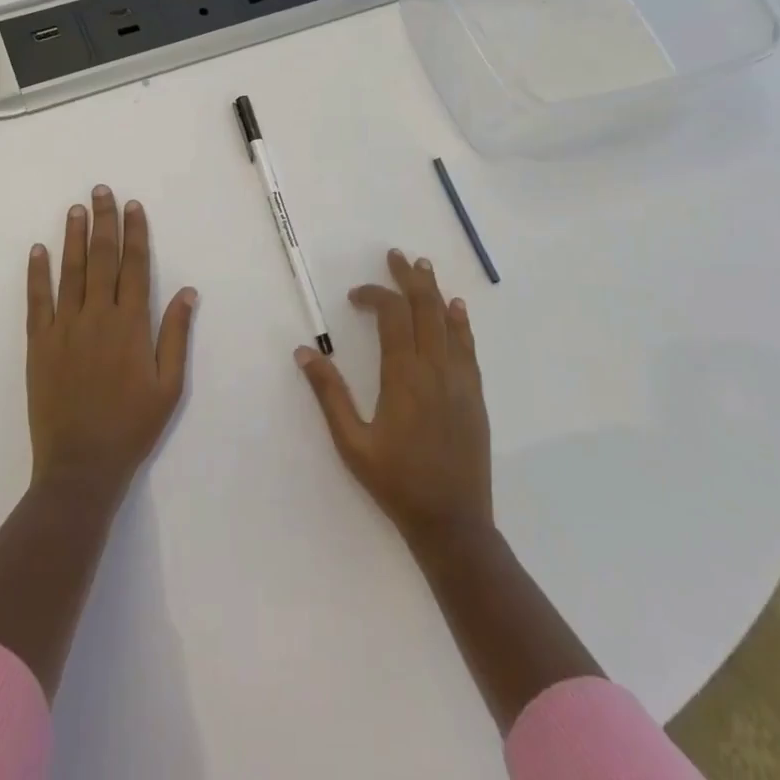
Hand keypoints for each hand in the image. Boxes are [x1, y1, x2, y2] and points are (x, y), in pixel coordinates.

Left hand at [26, 185, 196, 499]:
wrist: (81, 466)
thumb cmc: (132, 427)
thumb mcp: (169, 386)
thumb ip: (176, 335)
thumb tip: (188, 291)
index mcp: (132, 325)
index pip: (135, 266)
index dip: (135, 233)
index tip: (133, 206)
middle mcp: (98, 316)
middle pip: (102, 258)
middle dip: (103, 221)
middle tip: (101, 190)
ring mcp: (65, 328)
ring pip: (70, 271)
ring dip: (74, 237)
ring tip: (76, 208)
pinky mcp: (39, 344)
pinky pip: (37, 301)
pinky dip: (37, 273)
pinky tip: (38, 250)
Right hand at [295, 249, 491, 545]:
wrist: (453, 524)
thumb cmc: (396, 483)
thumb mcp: (352, 443)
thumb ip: (329, 394)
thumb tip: (304, 351)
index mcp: (404, 376)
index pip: (393, 316)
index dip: (375, 296)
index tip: (355, 296)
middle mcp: (435, 369)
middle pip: (425, 308)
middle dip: (409, 278)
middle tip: (396, 256)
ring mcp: (460, 381)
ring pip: (449, 322)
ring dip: (435, 291)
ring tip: (423, 266)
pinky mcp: (475, 395)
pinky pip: (468, 347)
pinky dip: (461, 322)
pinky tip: (458, 309)